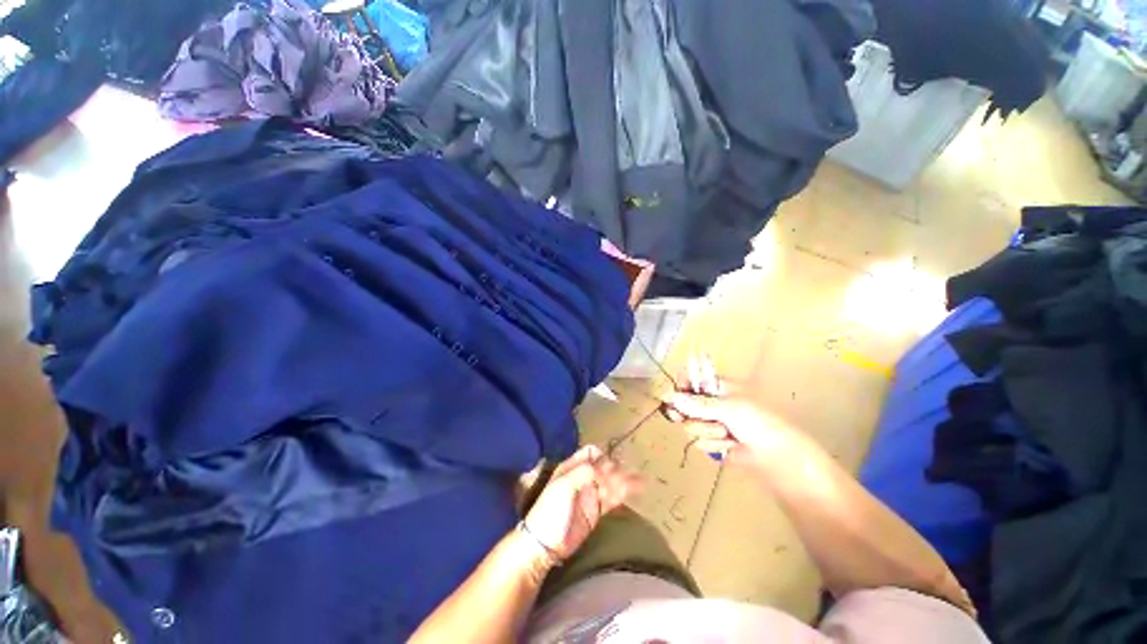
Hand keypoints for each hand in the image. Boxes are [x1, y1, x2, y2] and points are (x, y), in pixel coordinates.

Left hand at [523, 446, 639, 560]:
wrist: (545, 545)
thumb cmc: (550, 511)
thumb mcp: (563, 486)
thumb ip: (583, 472)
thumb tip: (602, 465)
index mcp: (572, 467)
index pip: (590, 452)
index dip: (601, 456)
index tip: (608, 466)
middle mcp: (583, 477)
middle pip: (604, 467)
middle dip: (615, 469)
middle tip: (623, 478)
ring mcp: (590, 494)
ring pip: (610, 482)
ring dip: (624, 481)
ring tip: (639, 482)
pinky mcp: (596, 510)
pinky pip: (612, 498)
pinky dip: (622, 494)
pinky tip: (634, 491)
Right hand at [661, 355, 799, 461]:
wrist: (778, 457)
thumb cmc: (758, 422)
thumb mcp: (729, 408)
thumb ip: (698, 404)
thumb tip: (670, 397)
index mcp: (717, 388)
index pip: (690, 381)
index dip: (680, 388)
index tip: (672, 397)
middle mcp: (711, 404)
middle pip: (684, 405)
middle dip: (689, 414)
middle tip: (683, 418)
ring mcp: (711, 423)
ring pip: (689, 425)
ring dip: (706, 431)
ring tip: (726, 434)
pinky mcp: (712, 442)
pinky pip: (699, 442)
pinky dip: (713, 445)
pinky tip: (729, 446)